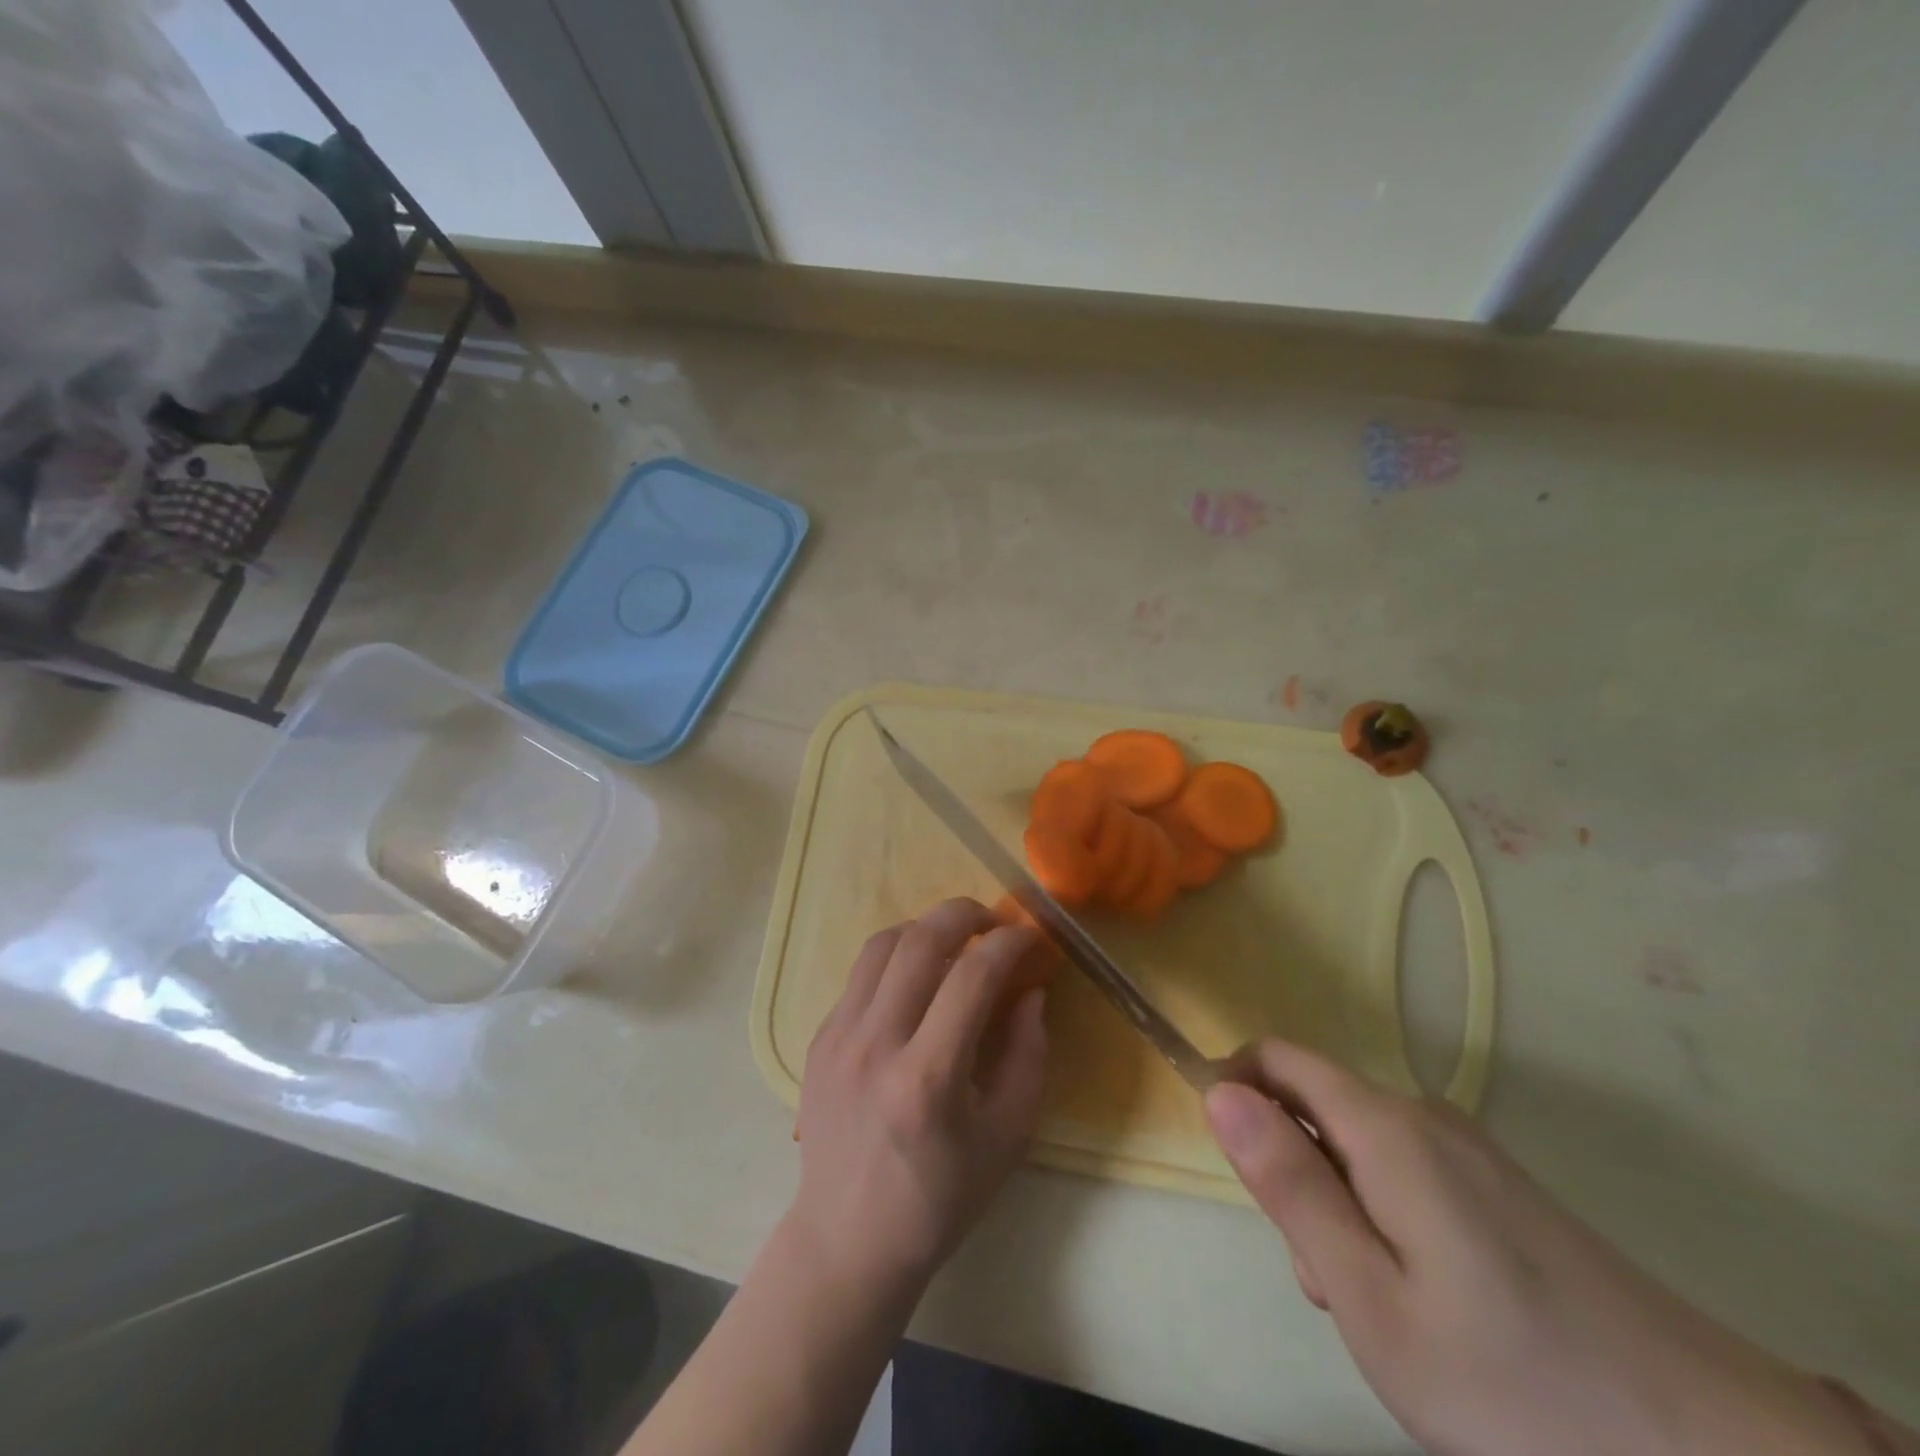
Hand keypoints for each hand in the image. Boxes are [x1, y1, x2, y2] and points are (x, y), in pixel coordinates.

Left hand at [786, 898, 1049, 1299]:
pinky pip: (861, 974)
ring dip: (926, 928)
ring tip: (955, 942)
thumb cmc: (940, 1199)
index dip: (1009, 944)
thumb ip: (1029, 1056)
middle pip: (920, 941)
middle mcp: (875, 1045)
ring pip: (882, 944)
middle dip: (965, 914)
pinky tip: (917, 981)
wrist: (848, 1240)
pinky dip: (896, 959)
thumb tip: (1030, 991)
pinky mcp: (819, 1038)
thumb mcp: (1008, 1138)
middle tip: (993, 922)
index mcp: (927, 1079)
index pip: (972, 976)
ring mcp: (838, 1037)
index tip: (1030, 939)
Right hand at [1205, 1040, 1870, 1455]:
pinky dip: (1386, 1220)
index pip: (1278, 1060)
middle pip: (1317, 1109)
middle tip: (1326, 1280)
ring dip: (1339, 1207)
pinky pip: (1408, 1175)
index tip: (1232, 1163)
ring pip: (1360, 1149)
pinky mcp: (1503, 1189)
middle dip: (1293, 1174)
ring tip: (1382, 1309)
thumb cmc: (1512, 1381)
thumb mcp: (1368, 1296)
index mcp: (1384, 1128)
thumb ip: (1288, 1184)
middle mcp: (1423, 1117)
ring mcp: (1471, 1152)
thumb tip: (1219, 1094)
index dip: (1234, 1087)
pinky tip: (1431, 1305)